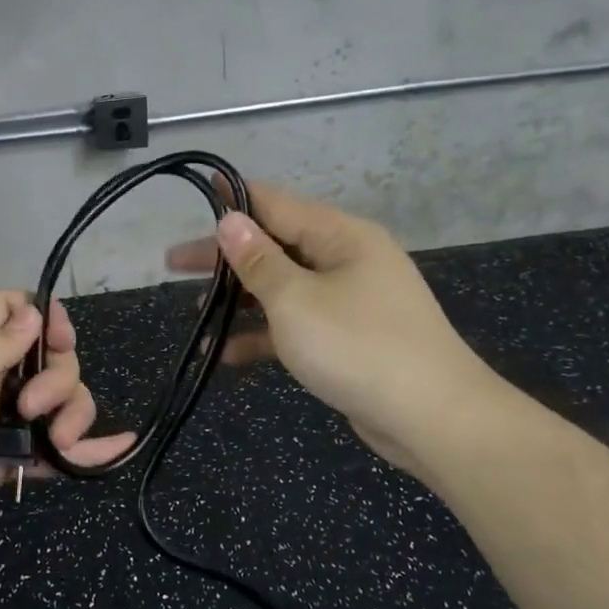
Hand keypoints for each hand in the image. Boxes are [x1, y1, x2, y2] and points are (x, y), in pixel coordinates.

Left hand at [0, 291, 133, 583]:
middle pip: (44, 355)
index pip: (8, 309)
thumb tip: (34, 313)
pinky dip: (89, 446)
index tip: (60, 339)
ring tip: (61, 443)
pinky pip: (55, 446)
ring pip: (57, 398)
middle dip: (58, 375)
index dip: (41, 315)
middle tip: (35, 407)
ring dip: (73, 412)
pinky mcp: (10, 461)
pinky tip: (119, 447)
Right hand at [166, 180, 493, 466]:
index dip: (234, 198)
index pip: (276, 203)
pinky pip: (297, 324)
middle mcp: (346, 260)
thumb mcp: (296, 301)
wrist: (434, 419)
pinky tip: (226, 355)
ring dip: (241, 300)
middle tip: (175, 265)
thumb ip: (258, 261)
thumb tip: (230, 220)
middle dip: (226, 257)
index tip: (197, 190)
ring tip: (196, 313)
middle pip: (275, 247)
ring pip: (283, 288)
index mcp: (340, 236)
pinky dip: (264, 335)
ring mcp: (349, 300)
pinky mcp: (347, 338)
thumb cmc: (359, 347)